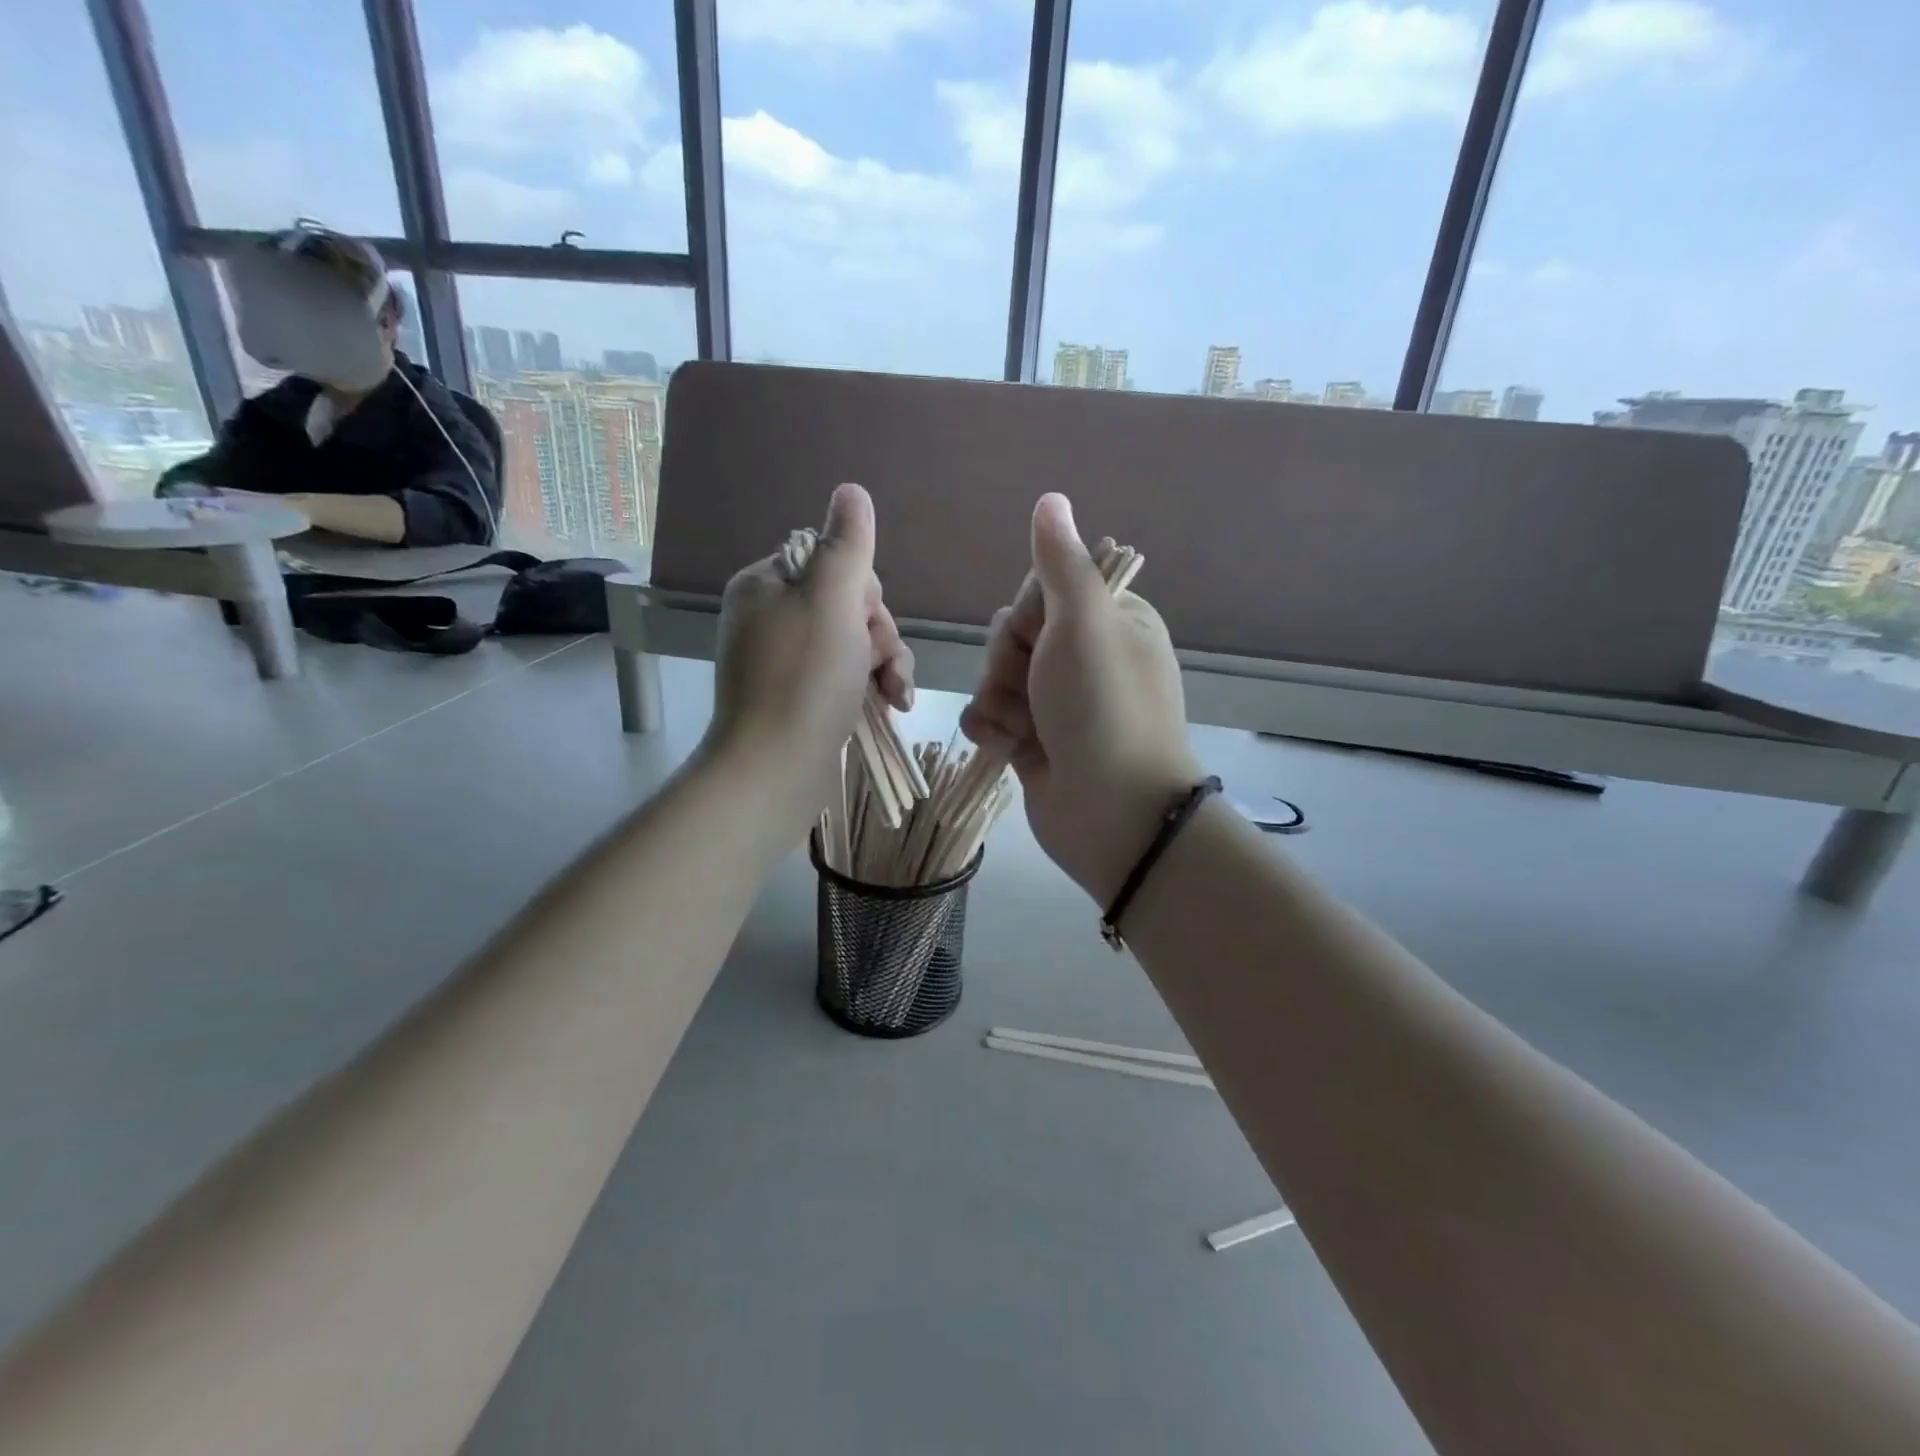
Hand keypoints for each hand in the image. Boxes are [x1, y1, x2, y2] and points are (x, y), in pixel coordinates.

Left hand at [706, 483, 913, 827]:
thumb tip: (851, 490)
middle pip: (848, 605)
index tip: (865, 624)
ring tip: (895, 697)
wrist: (773, 770)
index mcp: (767, 584)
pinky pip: (845, 676)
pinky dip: (871, 688)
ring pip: (855, 644)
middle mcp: (771, 617)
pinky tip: (890, 708)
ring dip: (885, 665)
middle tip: (882, 668)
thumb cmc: (805, 679)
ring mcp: (784, 661)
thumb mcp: (832, 600)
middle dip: (878, 636)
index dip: (863, 593)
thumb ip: (847, 544)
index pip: (833, 564)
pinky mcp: (798, 698)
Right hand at [960, 494, 1200, 903]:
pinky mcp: (1034, 740)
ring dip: (998, 699)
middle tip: (1035, 687)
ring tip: (1024, 727)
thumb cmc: (1103, 709)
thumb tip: (1052, 499)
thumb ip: (1061, 564)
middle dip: (1009, 661)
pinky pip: (991, 715)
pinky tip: (1007, 746)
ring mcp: (1058, 702)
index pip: (1042, 591)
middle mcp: (1085, 658)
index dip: (1027, 614)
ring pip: (996, 676)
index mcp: (1110, 622)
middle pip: (1013, 634)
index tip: (1040, 637)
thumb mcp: (1085, 625)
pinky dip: (991, 728)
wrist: (1112, 814)